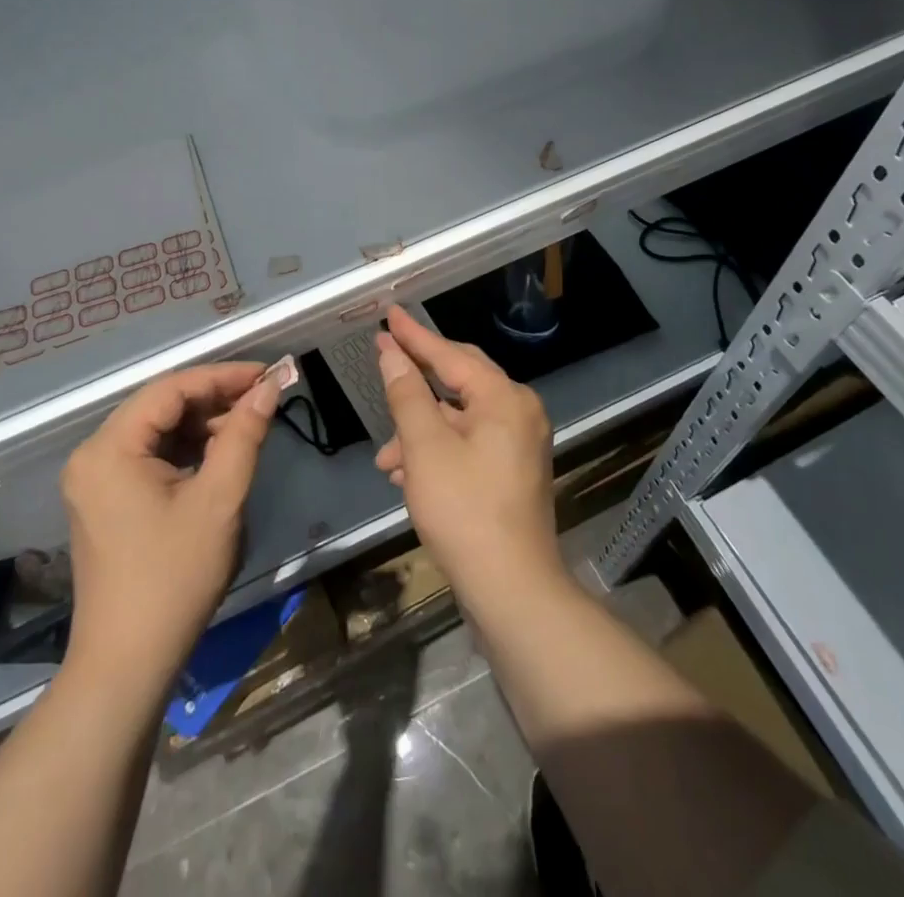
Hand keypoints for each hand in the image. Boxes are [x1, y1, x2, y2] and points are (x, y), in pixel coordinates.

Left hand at [60, 363, 278, 687]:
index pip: (171, 389)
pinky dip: (186, 449)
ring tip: (248, 424)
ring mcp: (95, 479)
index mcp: (109, 448)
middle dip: (214, 399)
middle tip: (263, 398)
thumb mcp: (219, 500)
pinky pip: (149, 456)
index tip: (267, 374)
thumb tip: (270, 387)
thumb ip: (244, 434)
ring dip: (202, 424)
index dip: (222, 376)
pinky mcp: (105, 500)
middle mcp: (93, 454)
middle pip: (160, 406)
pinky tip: (220, 453)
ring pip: (157, 430)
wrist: (128, 664)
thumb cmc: (174, 577)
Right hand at [372, 307, 564, 612]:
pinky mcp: (513, 471)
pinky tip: (408, 475)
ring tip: (387, 458)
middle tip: (383, 361)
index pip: (450, 354)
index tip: (388, 315)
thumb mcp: (425, 447)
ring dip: (420, 430)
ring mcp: (520, 443)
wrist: (512, 589)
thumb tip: (391, 353)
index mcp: (504, 398)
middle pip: (459, 380)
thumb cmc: (464, 510)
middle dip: (415, 383)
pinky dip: (438, 450)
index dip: (414, 336)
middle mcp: (519, 412)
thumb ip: (406, 394)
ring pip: (460, 418)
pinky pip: (469, 443)